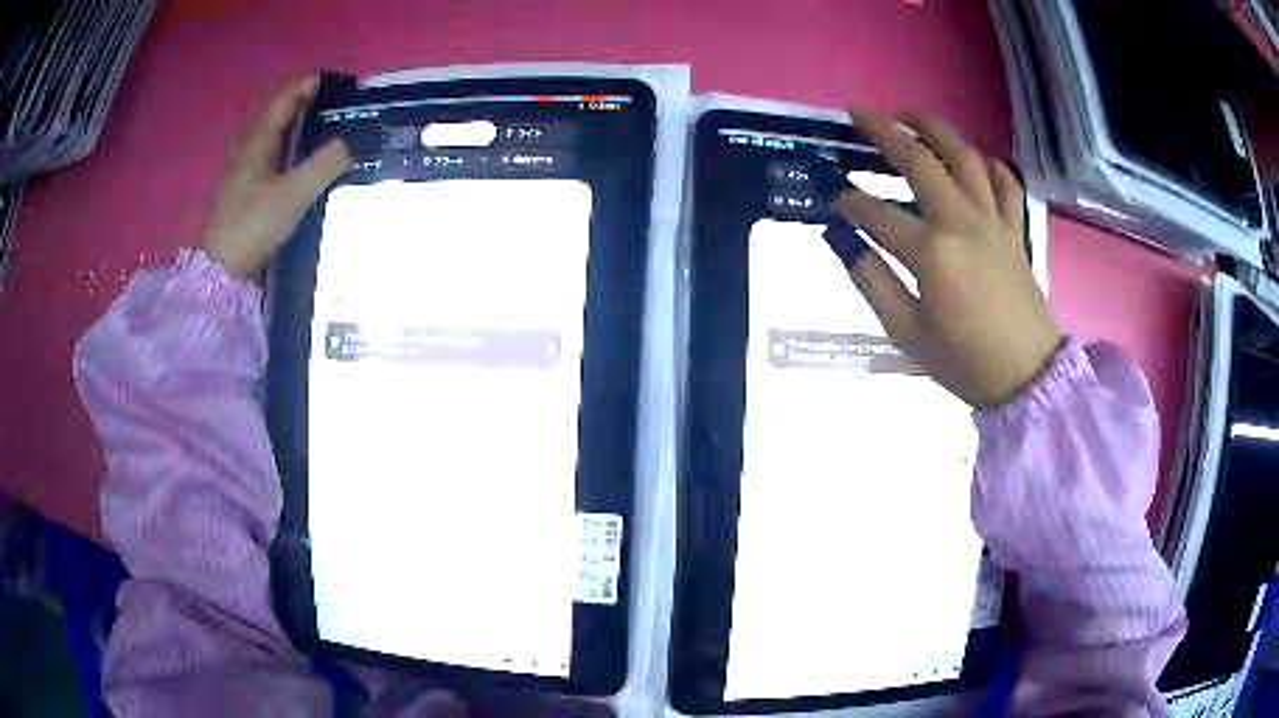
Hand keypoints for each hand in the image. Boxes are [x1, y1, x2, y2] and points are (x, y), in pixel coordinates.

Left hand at [201, 75, 351, 277]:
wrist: (221, 271)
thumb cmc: (254, 225)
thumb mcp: (295, 193)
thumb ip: (326, 163)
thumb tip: (355, 140)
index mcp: (258, 140)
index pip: (284, 97)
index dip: (308, 84)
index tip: (336, 84)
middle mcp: (246, 147)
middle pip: (275, 112)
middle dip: (302, 102)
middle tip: (331, 105)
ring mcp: (241, 169)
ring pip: (269, 134)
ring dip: (292, 125)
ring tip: (318, 129)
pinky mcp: (241, 190)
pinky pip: (265, 153)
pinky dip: (284, 146)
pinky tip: (295, 160)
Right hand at [835, 110, 1061, 407]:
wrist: (1028, 376)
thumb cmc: (965, 362)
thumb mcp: (907, 335)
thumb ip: (873, 283)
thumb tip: (845, 243)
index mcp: (931, 253)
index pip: (877, 213)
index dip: (850, 201)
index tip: (834, 197)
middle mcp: (961, 223)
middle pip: (920, 161)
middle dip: (884, 132)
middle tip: (858, 114)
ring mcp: (993, 221)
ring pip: (965, 158)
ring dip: (935, 129)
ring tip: (911, 115)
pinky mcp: (1014, 229)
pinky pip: (1005, 182)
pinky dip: (988, 163)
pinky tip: (973, 157)